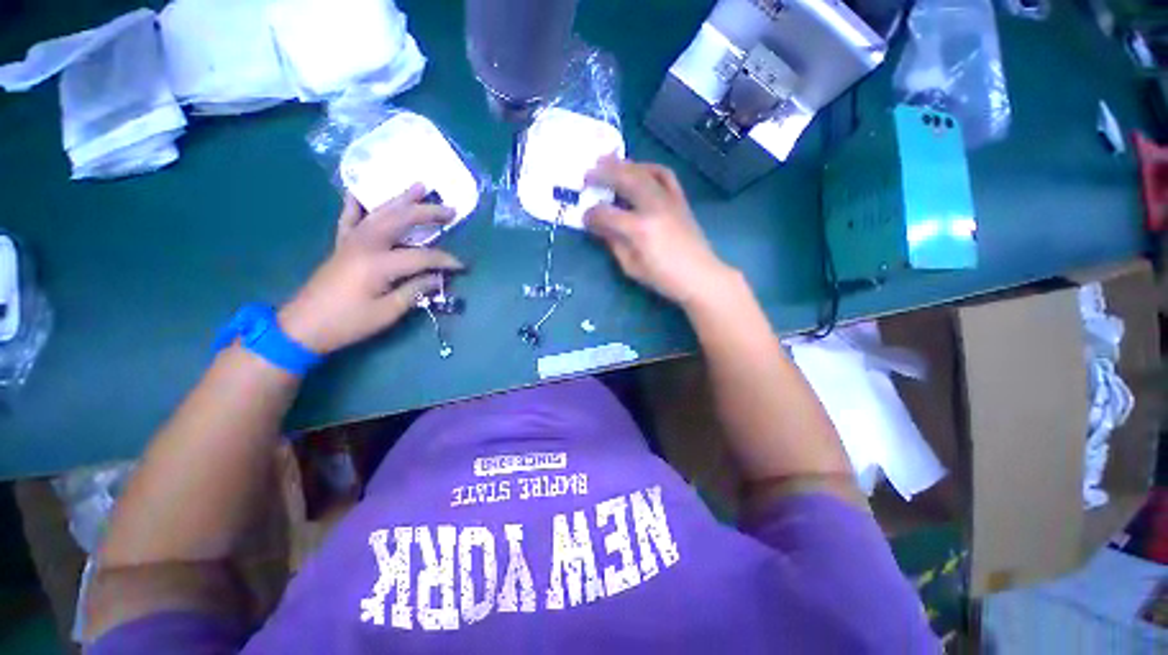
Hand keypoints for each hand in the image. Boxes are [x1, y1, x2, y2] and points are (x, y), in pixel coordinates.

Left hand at [278, 185, 463, 354]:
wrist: (304, 326)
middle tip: (450, 209)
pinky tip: (359, 191)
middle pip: (402, 221)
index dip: (445, 261)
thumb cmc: (349, 322)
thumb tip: (439, 278)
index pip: (422, 256)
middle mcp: (365, 244)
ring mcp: (351, 241)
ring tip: (420, 186)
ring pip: (380, 212)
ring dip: (402, 199)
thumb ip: (415, 290)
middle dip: (428, 214)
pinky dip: (356, 203)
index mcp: (379, 264)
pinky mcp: (341, 244)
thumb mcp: (388, 312)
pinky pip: (349, 217)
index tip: (462, 266)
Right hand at [583, 156, 737, 306]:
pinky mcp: (680, 200)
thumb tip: (599, 227)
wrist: (700, 276)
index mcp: (639, 229)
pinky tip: (639, 169)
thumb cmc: (663, 278)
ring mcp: (669, 200)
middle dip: (603, 174)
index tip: (584, 217)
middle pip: (625, 180)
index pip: (607, 214)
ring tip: (607, 161)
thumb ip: (613, 243)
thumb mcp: (631, 266)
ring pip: (643, 172)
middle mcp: (653, 207)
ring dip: (623, 165)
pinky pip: (665, 175)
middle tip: (587, 174)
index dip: (591, 214)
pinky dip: (649, 168)